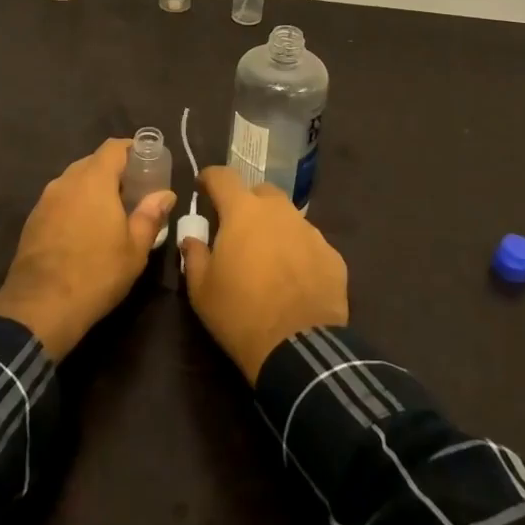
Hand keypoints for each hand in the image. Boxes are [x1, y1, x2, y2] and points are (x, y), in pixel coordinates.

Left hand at [0, 139, 174, 360]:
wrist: (40, 307)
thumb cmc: (97, 273)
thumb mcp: (135, 248)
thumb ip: (151, 215)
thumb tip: (166, 194)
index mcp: (94, 180)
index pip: (113, 147)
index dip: (132, 149)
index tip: (148, 163)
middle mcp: (66, 181)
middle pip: (93, 162)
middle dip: (114, 172)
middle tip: (134, 193)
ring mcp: (45, 200)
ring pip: (74, 182)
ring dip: (93, 189)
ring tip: (110, 213)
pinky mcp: (32, 220)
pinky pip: (60, 200)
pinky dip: (75, 205)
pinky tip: (84, 231)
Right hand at [180, 166, 348, 383]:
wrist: (298, 348)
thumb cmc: (240, 313)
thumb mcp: (201, 289)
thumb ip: (193, 254)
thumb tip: (192, 238)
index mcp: (243, 212)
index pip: (223, 176)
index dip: (210, 178)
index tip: (202, 187)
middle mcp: (279, 211)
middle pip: (260, 192)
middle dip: (246, 203)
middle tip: (237, 230)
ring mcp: (310, 231)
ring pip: (288, 217)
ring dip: (274, 228)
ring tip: (267, 259)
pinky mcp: (332, 255)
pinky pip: (309, 244)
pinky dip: (298, 252)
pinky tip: (293, 279)